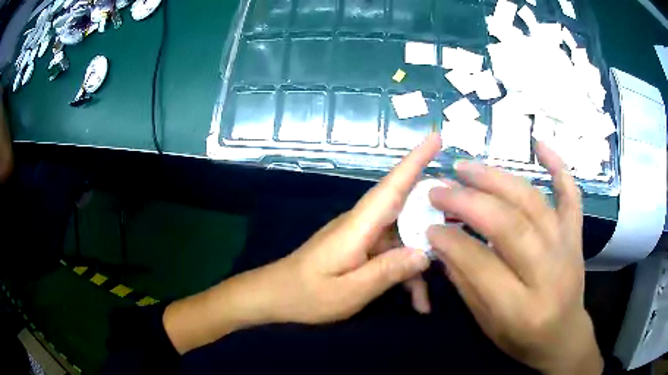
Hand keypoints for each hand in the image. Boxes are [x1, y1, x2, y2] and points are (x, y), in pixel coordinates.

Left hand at [164, 134, 439, 353]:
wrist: (273, 296)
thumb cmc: (305, 295)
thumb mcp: (349, 292)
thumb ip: (387, 271)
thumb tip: (425, 252)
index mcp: (358, 227)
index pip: (392, 186)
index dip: (415, 160)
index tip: (437, 137)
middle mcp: (362, 224)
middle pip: (407, 211)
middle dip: (435, 220)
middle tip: (461, 232)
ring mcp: (362, 237)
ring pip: (402, 240)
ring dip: (418, 267)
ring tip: (426, 302)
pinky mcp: (360, 250)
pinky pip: (391, 254)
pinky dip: (404, 275)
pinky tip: (414, 301)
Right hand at [427, 142, 602, 374]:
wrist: (563, 335)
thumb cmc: (522, 338)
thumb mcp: (487, 323)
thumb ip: (466, 282)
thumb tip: (442, 242)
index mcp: (522, 308)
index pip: (482, 264)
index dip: (451, 241)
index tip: (429, 224)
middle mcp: (549, 273)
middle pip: (510, 226)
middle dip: (469, 202)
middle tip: (440, 188)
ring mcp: (567, 247)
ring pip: (533, 203)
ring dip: (497, 180)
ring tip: (466, 168)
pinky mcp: (576, 234)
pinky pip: (571, 195)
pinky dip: (557, 166)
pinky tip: (539, 144)